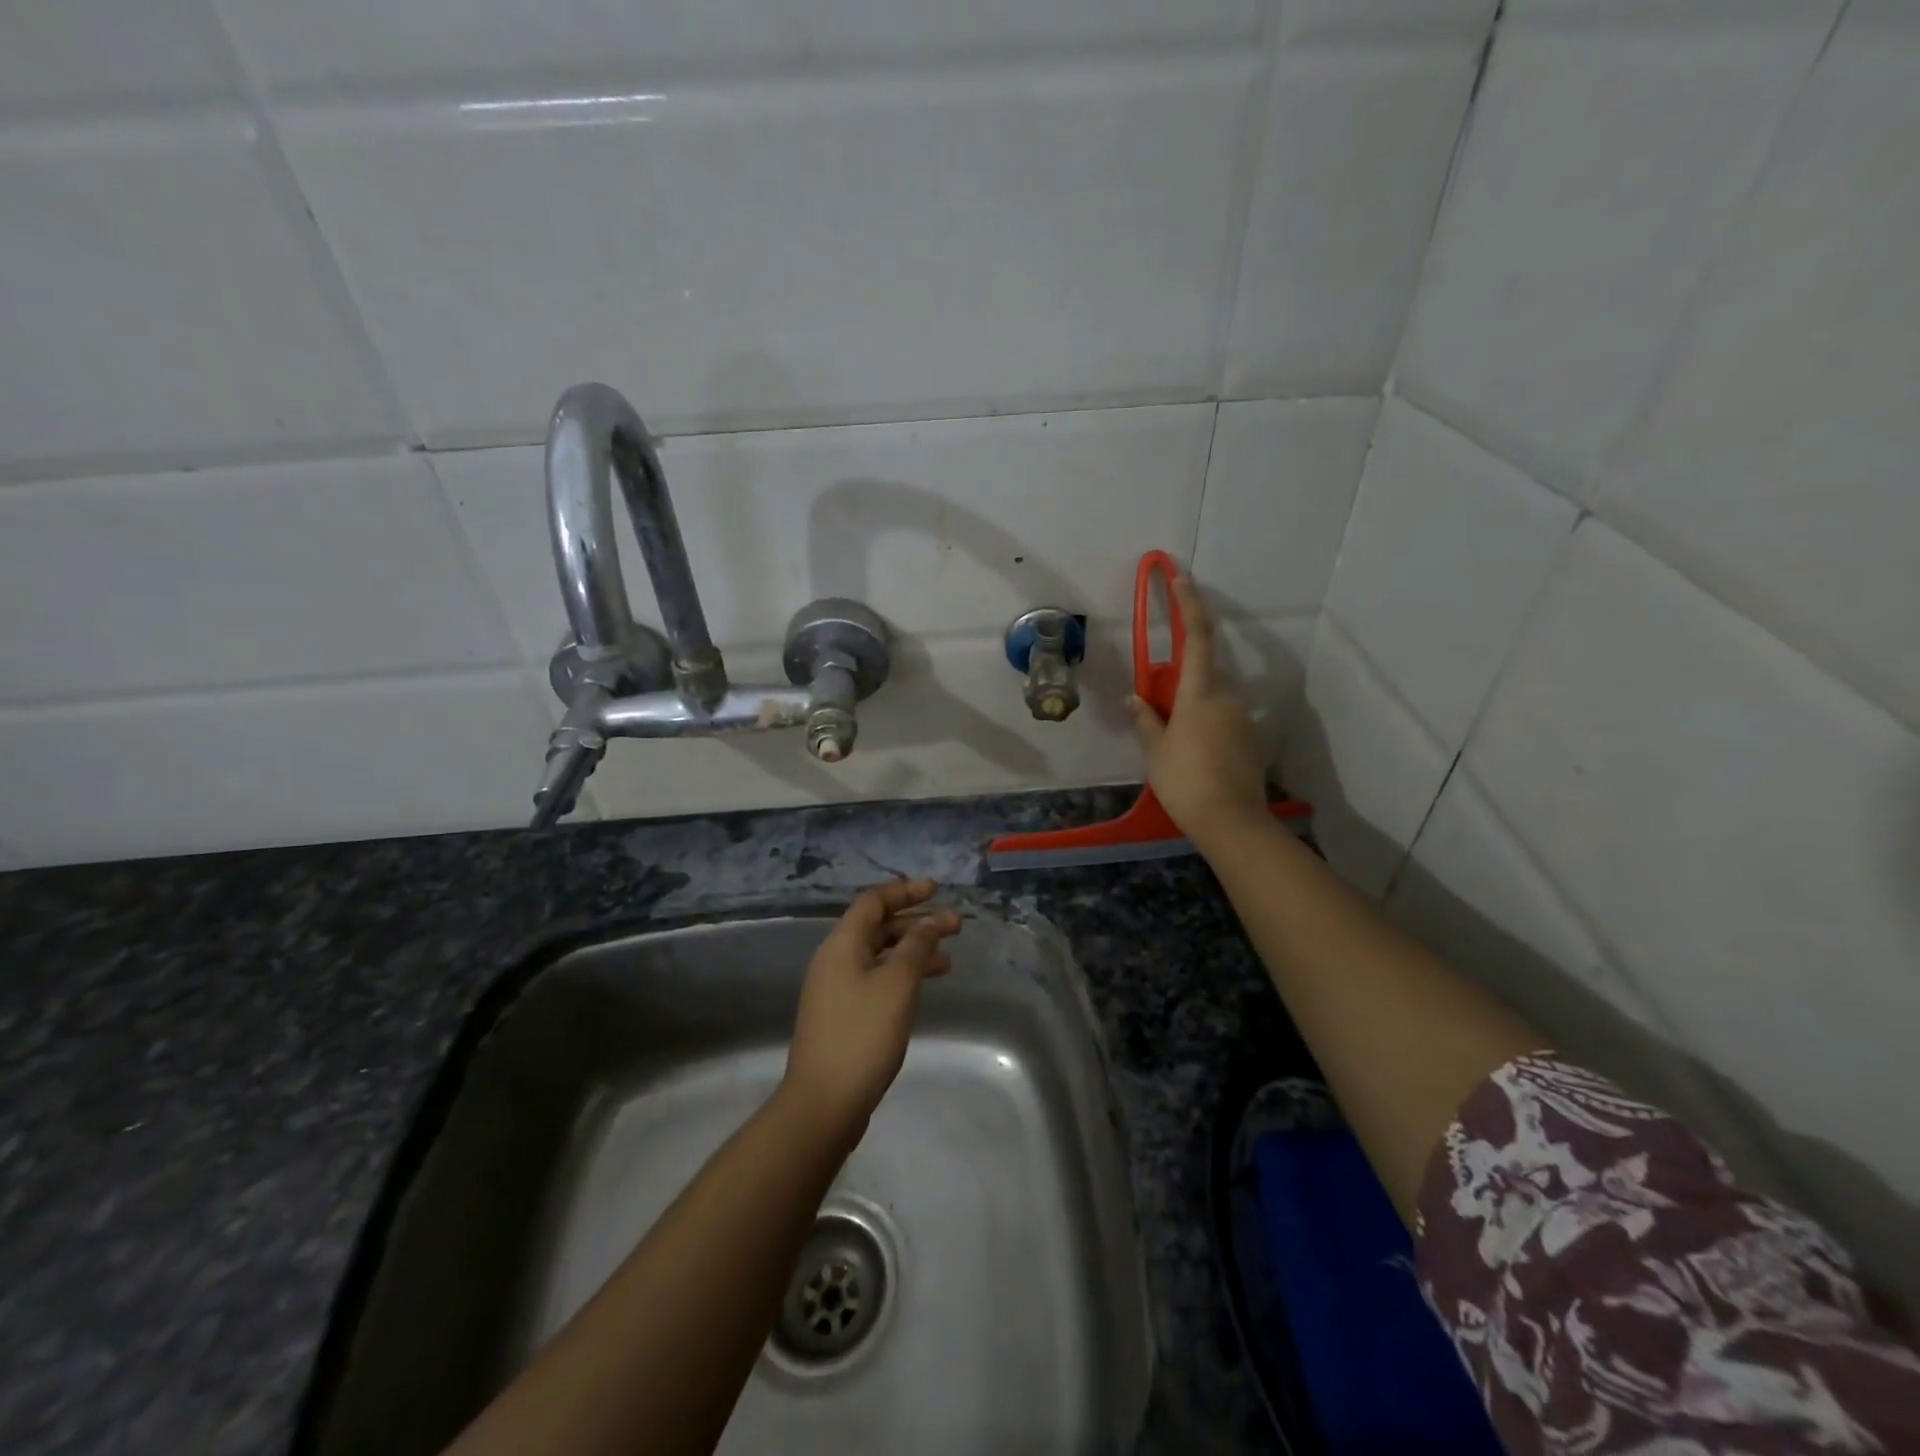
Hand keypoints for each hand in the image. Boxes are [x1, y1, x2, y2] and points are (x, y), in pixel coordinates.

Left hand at [781, 879, 960, 1139]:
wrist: (823, 1103)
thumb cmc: (862, 1036)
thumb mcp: (897, 985)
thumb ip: (916, 947)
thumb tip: (931, 921)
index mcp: (842, 945)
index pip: (873, 901)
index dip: (905, 891)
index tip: (936, 890)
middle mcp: (835, 960)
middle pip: (877, 927)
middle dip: (916, 923)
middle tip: (955, 927)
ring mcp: (836, 989)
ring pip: (879, 955)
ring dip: (913, 951)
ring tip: (948, 961)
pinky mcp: (842, 1015)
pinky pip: (876, 979)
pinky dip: (901, 975)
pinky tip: (922, 988)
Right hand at [1128, 575, 1269, 846]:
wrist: (1231, 821)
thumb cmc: (1185, 781)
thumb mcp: (1155, 751)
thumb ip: (1147, 719)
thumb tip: (1137, 698)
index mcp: (1200, 692)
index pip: (1195, 636)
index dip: (1189, 604)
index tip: (1181, 577)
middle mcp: (1227, 696)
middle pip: (1204, 668)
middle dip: (1182, 672)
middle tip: (1158, 699)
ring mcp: (1242, 717)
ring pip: (1213, 694)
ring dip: (1192, 700)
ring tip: (1172, 735)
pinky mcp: (1249, 737)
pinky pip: (1222, 716)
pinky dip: (1204, 721)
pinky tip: (1191, 751)